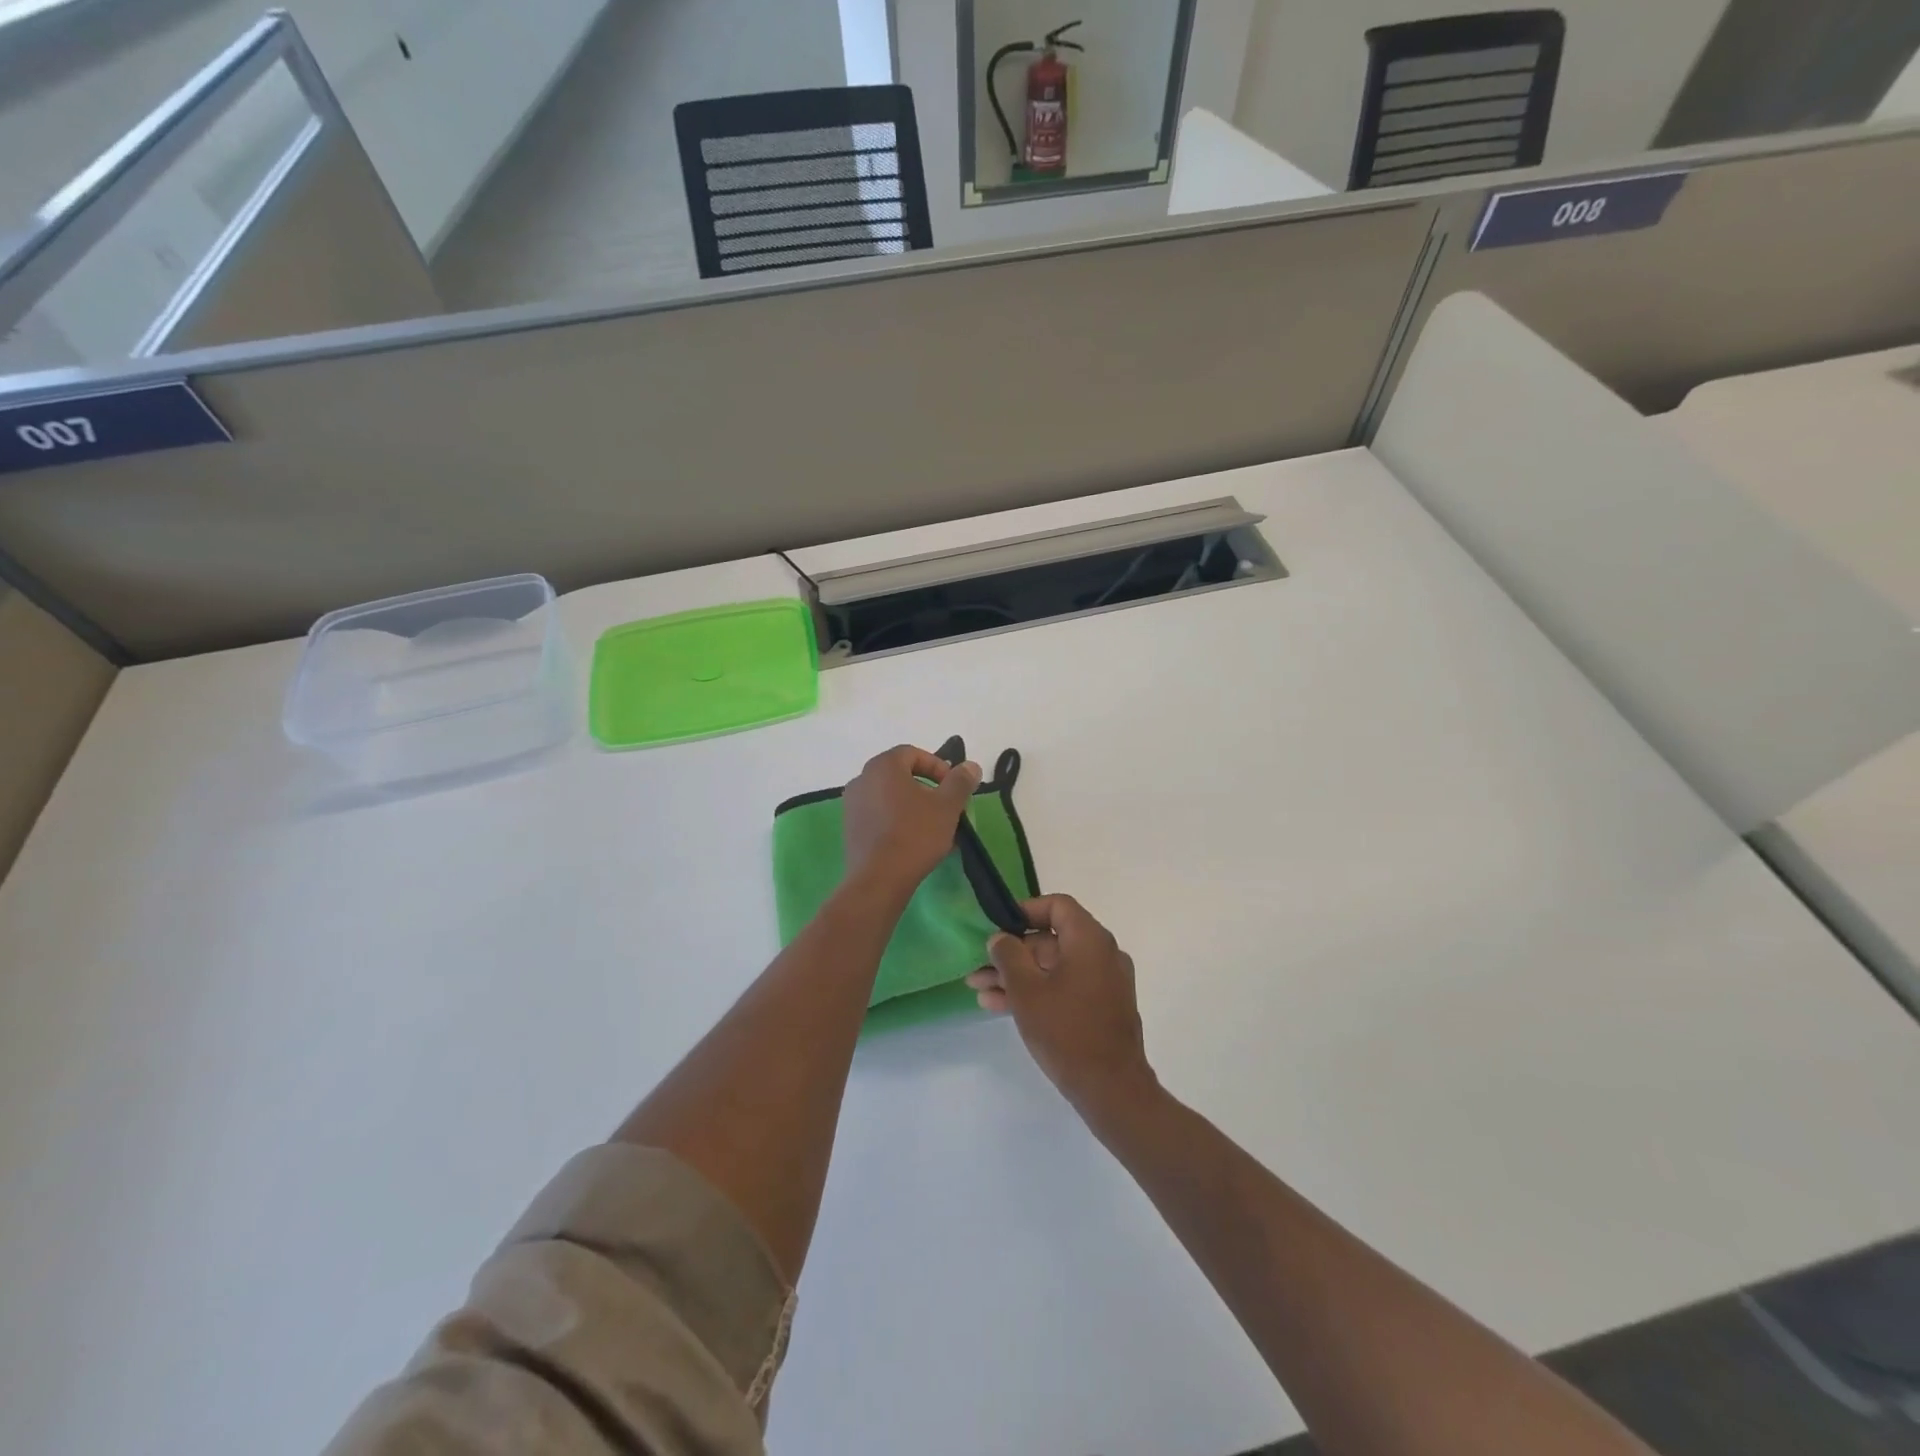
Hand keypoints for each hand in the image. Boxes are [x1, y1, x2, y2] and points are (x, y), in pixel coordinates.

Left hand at [841, 744, 981, 895]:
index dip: (938, 767)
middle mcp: (862, 779)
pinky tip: (915, 842)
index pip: (913, 754)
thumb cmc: (915, 835)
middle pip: (900, 775)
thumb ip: (960, 781)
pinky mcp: (850, 828)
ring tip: (935, 829)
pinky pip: (879, 815)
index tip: (953, 788)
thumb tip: (970, 766)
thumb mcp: (947, 806)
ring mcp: (852, 804)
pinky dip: (898, 821)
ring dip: (914, 807)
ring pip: (890, 797)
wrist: (878, 880)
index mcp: (883, 766)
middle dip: (927, 789)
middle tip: (946, 808)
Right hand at [965, 894, 1155, 1116]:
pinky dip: (1037, 991)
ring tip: (981, 990)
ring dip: (1018, 976)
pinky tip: (1001, 1006)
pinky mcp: (1102, 1007)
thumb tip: (1000, 937)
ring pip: (1054, 967)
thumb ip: (1009, 955)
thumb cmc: (1066, 1031)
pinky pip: (1065, 987)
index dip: (1024, 911)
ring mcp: (1105, 982)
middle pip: (1052, 939)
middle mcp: (1103, 953)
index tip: (997, 927)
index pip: (1057, 905)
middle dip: (1012, 953)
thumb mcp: (1027, 990)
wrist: (1112, 1089)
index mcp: (1090, 939)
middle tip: (980, 968)